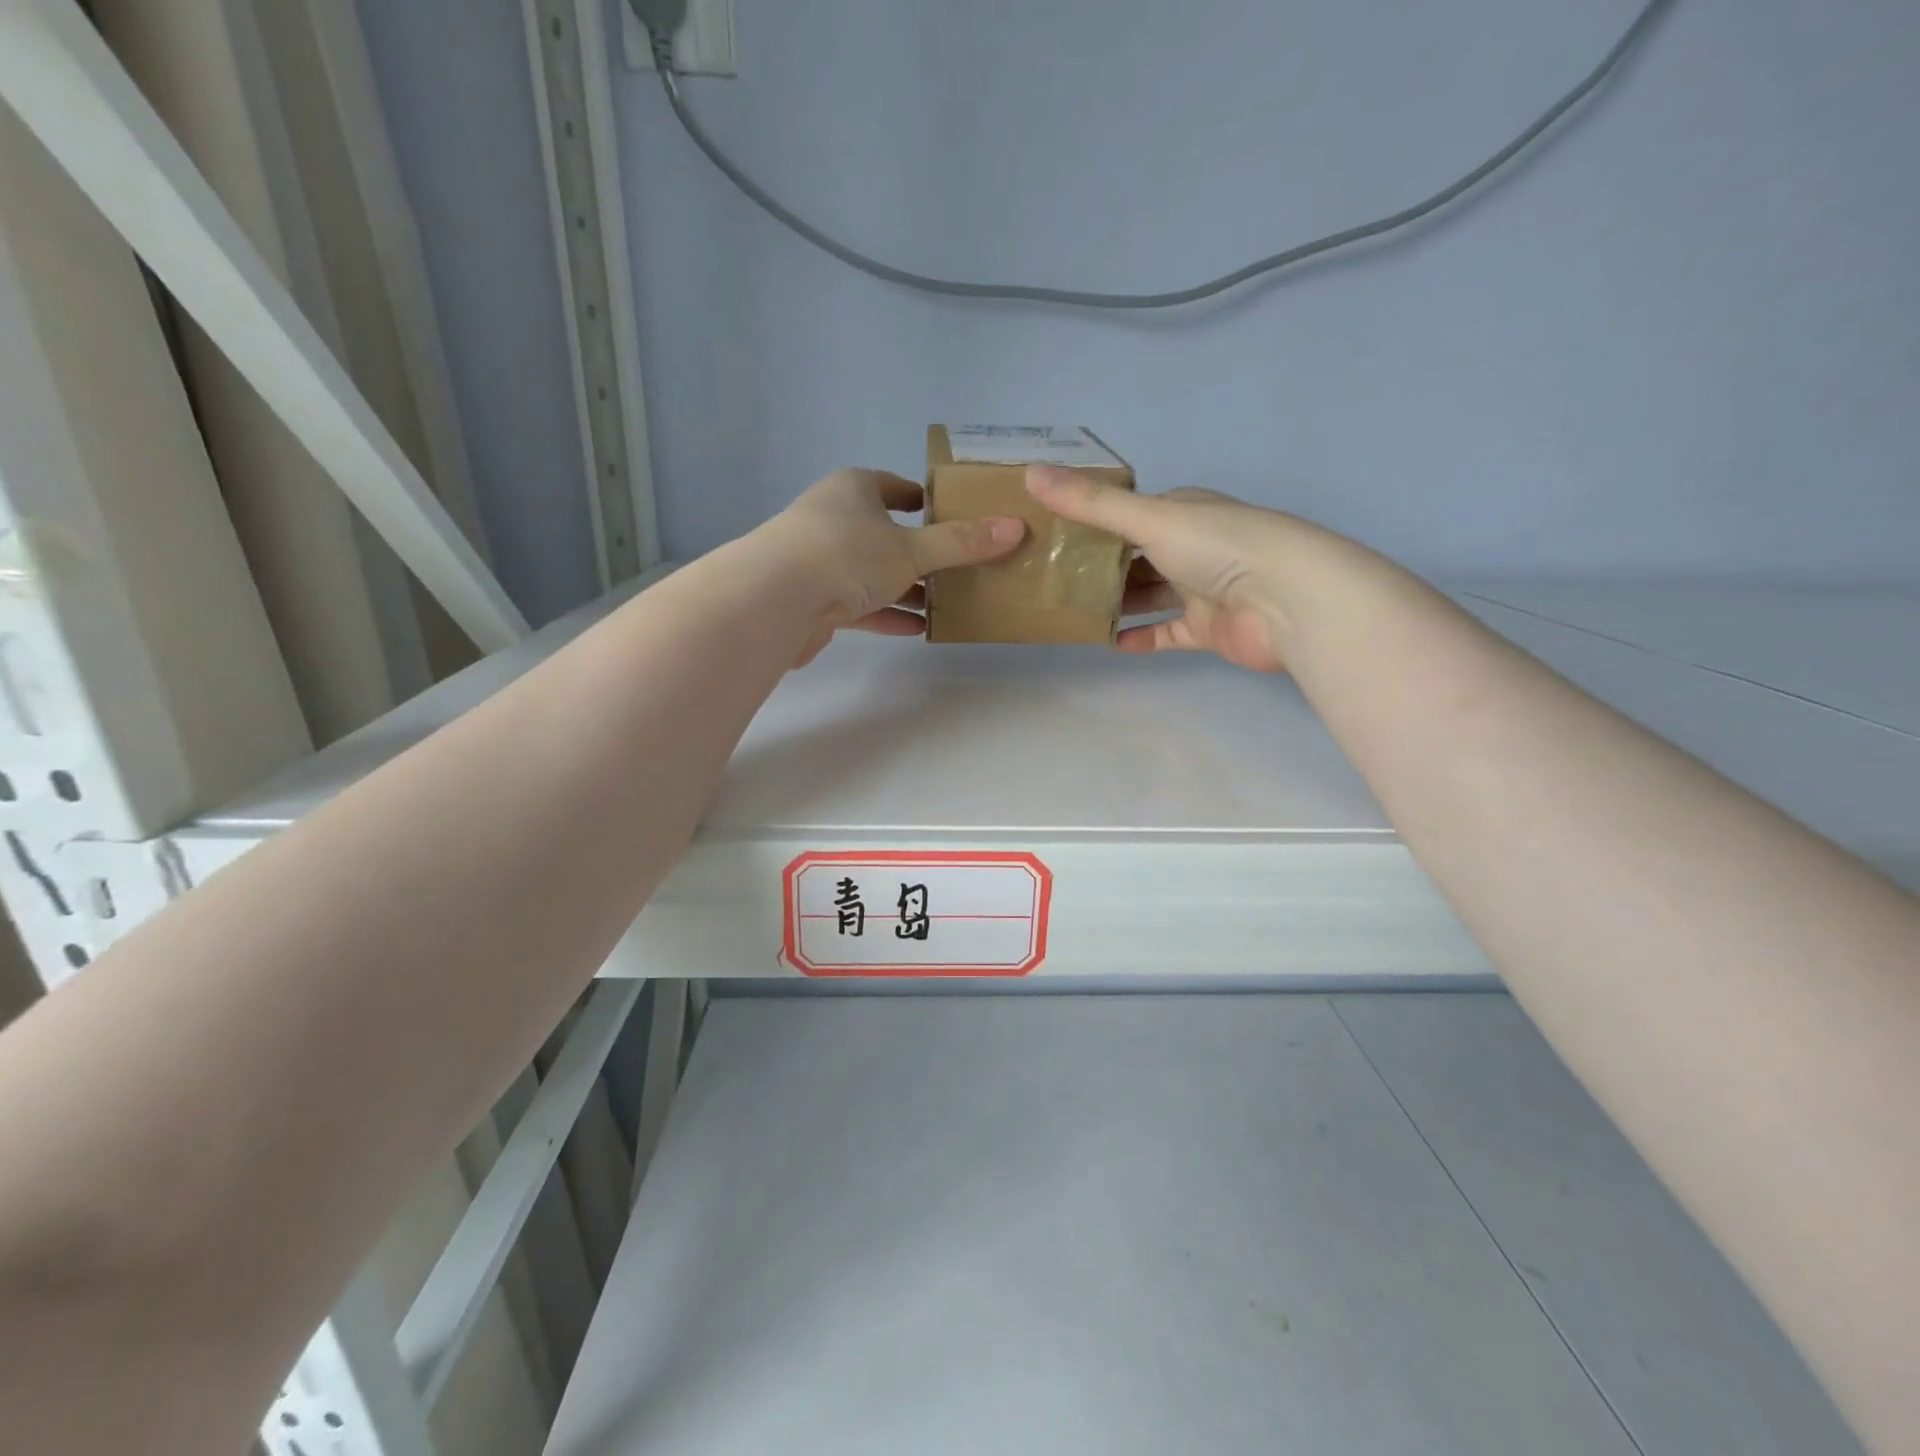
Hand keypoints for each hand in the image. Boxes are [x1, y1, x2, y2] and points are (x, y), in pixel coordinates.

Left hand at [761, 468, 1024, 665]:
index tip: (951, 513)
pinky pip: (860, 605)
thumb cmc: (847, 555)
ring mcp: (820, 561)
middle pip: (886, 533)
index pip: (894, 486)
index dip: (923, 498)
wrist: (775, 600)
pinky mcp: (814, 600)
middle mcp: (834, 519)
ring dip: (906, 589)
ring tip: (946, 604)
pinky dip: (887, 614)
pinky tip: (915, 629)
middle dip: (921, 552)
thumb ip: (961, 543)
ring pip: (873, 573)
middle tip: (960, 568)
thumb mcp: (913, 548)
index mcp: (854, 490)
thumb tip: (1015, 528)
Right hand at [1026, 467, 1307, 672]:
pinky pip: (1167, 633)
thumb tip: (1030, 473)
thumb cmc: (1219, 547)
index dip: (1093, 522)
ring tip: (1071, 612)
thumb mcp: (1149, 518)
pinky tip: (1110, 642)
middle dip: (1099, 567)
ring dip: (1117, 603)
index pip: (1131, 514)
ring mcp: (1200, 590)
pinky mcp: (1207, 629)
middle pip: (1136, 557)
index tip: (1052, 534)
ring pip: (1149, 595)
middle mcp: (1191, 547)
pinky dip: (1141, 637)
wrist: (1287, 601)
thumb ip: (1091, 504)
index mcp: (1182, 512)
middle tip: (1052, 579)